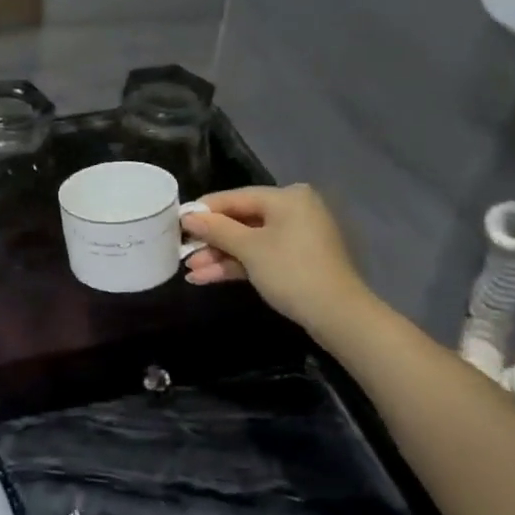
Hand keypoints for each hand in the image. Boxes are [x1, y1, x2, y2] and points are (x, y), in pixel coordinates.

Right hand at [181, 185, 375, 335]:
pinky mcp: (295, 261)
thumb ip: (216, 229)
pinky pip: (259, 255)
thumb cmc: (292, 271)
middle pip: (240, 220)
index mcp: (286, 198)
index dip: (204, 210)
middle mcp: (292, 211)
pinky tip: (206, 277)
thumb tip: (187, 216)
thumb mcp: (249, 248)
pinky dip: (236, 265)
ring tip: (190, 270)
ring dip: (219, 256)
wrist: (337, 316)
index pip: (235, 197)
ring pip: (247, 241)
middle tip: (181, 249)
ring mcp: (295, 237)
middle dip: (210, 240)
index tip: (177, 221)